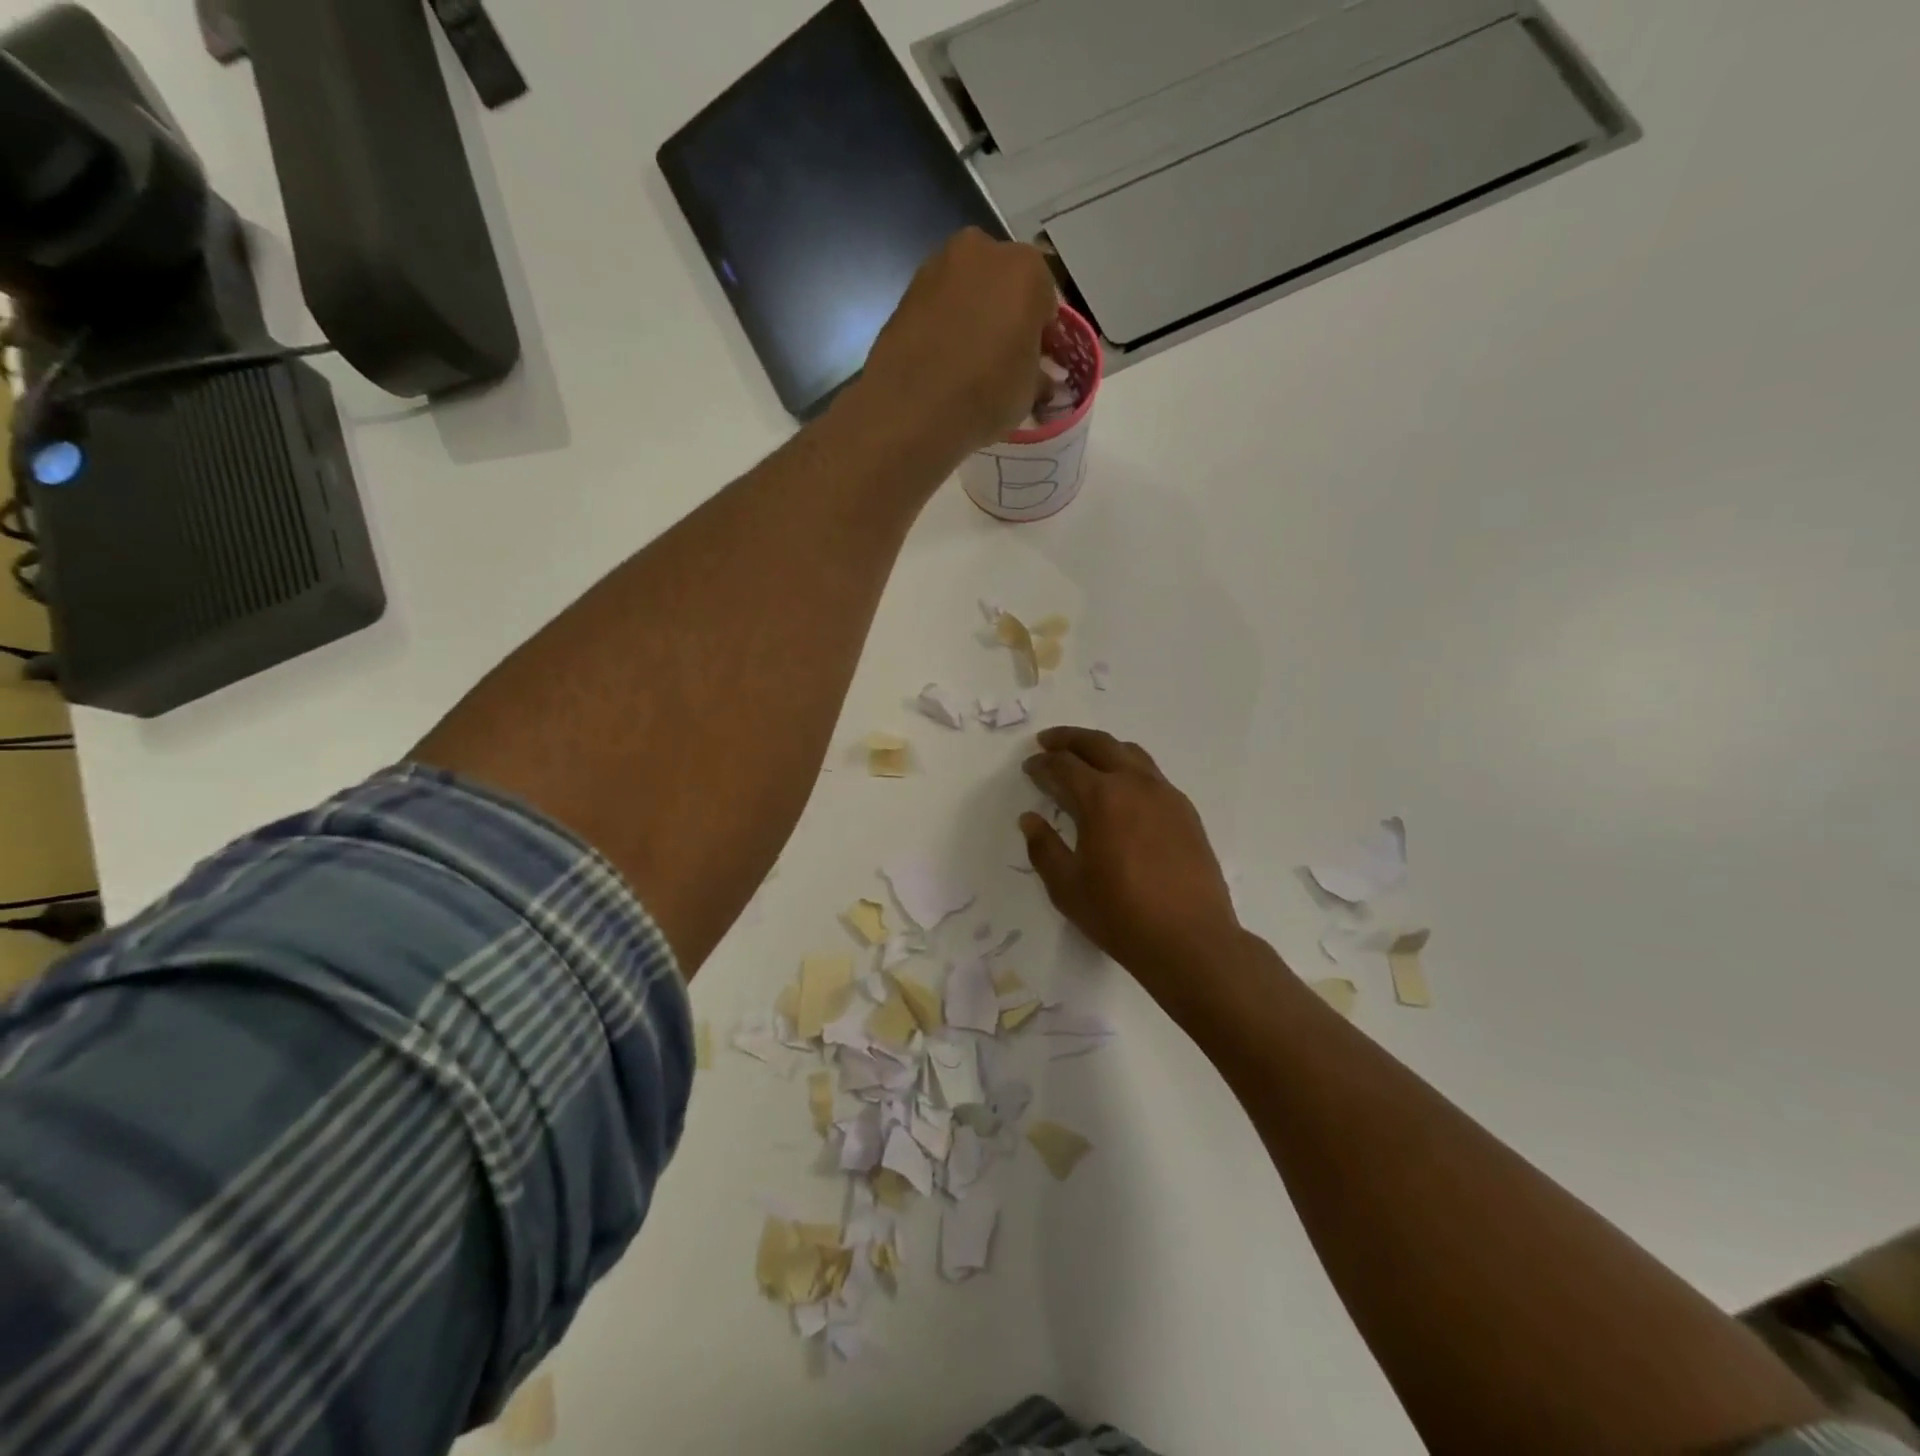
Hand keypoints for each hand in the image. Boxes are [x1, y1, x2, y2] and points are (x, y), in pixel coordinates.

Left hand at [856, 228, 1057, 460]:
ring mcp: (938, 265)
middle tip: (1003, 358)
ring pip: (969, 291)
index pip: (1046, 300)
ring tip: (969, 362)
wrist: (911, 409)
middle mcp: (983, 251)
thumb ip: (1038, 374)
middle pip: (1005, 284)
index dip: (1042, 334)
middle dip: (1007, 315)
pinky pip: (939, 306)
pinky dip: (945, 325)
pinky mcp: (906, 289)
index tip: (1036, 362)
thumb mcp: (1029, 393)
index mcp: (1027, 269)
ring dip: (974, 316)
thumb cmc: (985, 395)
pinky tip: (942, 360)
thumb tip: (1039, 377)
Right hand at [1020, 727, 1243, 1015]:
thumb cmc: (1121, 915)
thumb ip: (1044, 847)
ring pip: (1130, 753)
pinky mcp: (1186, 812)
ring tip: (1085, 758)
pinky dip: (1129, 768)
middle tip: (1048, 742)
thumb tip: (1029, 818)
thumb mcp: (1067, 887)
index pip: (1064, 766)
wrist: (1191, 940)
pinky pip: (1152, 774)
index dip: (1042, 764)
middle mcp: (1135, 784)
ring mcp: (1166, 795)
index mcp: (1102, 798)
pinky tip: (1122, 790)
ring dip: (1102, 748)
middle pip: (1099, 744)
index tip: (1029, 767)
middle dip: (1069, 739)